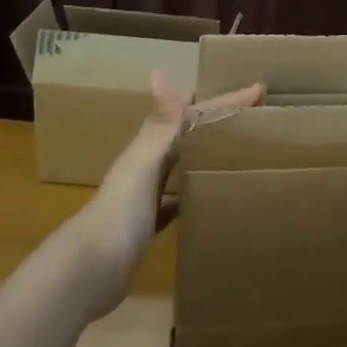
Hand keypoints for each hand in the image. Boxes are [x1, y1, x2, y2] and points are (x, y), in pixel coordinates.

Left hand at [68, 71, 262, 316]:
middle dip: (218, 122)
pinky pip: (179, 200)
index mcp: (149, 148)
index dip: (223, 101)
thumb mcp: (142, 165)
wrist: (88, 274)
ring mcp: (147, 196)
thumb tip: (160, 72)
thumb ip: (158, 125)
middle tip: (256, 116)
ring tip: (243, 150)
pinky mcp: (150, 225)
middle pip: (189, 135)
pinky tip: (214, 196)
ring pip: (185, 165)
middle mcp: (148, 165)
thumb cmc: (119, 214)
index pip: (192, 115)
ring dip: (209, 154)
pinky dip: (196, 193)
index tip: (259, 89)